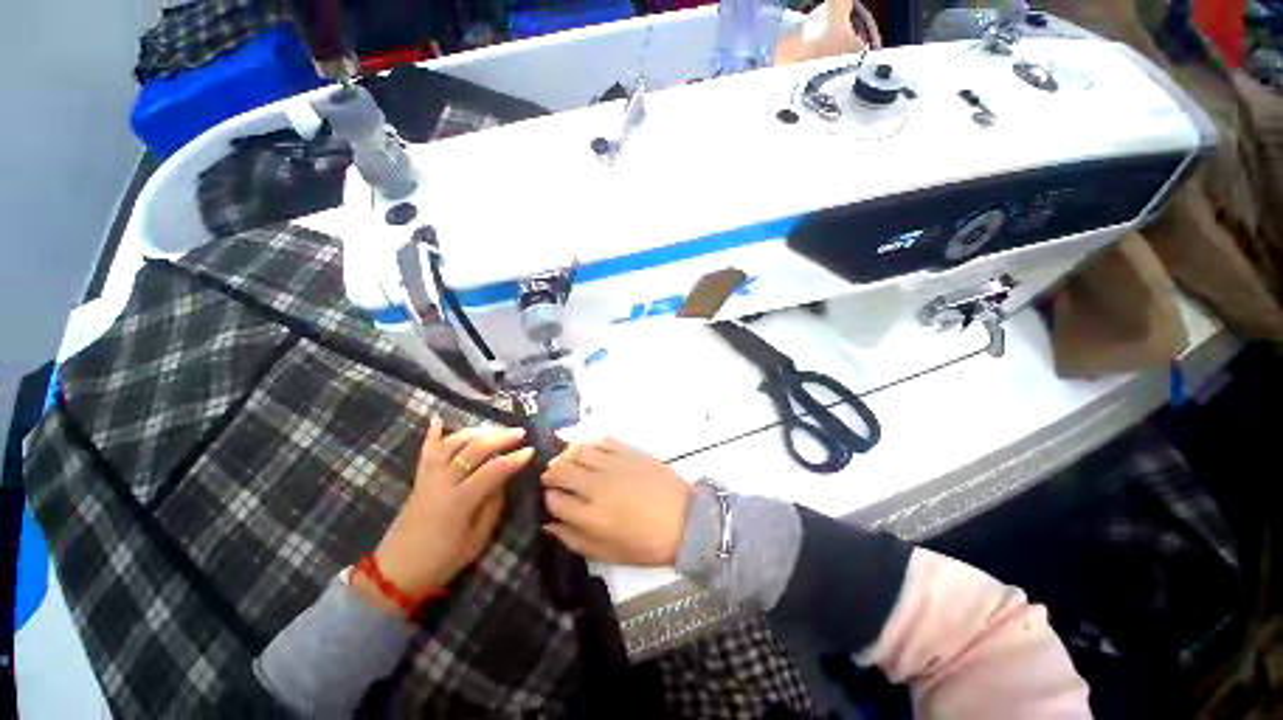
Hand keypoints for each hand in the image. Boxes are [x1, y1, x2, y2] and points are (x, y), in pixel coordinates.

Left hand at [359, 417, 533, 615]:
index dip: (513, 459)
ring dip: (475, 432)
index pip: (492, 471)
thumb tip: (504, 480)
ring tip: (494, 429)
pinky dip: (431, 434)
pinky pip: (425, 452)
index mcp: (459, 503)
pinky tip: (437, 418)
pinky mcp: (418, 479)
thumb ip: (492, 506)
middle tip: (519, 432)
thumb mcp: (476, 540)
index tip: (531, 451)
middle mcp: (442, 484)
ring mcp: (427, 479)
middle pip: (472, 450)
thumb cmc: (441, 561)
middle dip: (499, 438)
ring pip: (451, 444)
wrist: (395, 573)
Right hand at [541, 438, 693, 566]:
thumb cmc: (646, 544)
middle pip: (561, 471)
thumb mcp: (607, 554)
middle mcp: (598, 486)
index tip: (551, 499)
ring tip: (565, 461)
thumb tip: (549, 524)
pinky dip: (589, 443)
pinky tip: (587, 449)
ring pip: (578, 451)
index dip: (548, 499)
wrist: (685, 520)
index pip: (555, 500)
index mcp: (591, 516)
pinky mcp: (629, 451)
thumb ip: (574, 539)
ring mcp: (614, 465)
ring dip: (565, 455)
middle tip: (552, 477)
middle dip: (550, 474)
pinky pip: (602, 441)